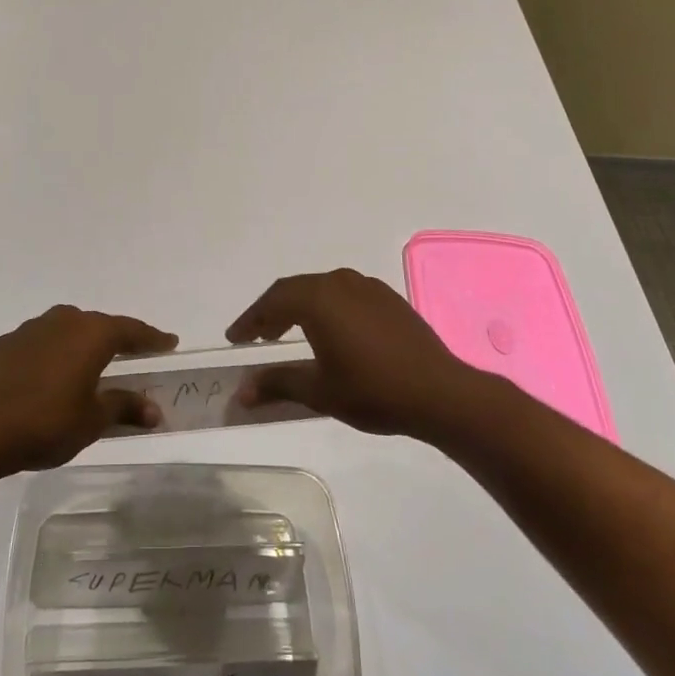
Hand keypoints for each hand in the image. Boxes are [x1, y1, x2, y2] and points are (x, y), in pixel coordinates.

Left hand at [0, 305, 177, 473]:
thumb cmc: (46, 424)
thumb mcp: (93, 420)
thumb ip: (124, 407)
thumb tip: (155, 410)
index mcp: (91, 335)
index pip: (131, 330)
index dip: (152, 337)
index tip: (170, 342)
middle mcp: (63, 321)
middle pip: (99, 324)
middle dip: (117, 338)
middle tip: (133, 353)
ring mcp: (31, 329)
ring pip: (68, 328)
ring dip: (83, 342)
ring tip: (91, 362)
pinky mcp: (7, 343)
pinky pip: (42, 340)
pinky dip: (55, 351)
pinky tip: (52, 373)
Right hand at [228, 268, 474, 437]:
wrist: (440, 393)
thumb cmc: (373, 391)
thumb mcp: (319, 391)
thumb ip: (277, 384)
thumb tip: (242, 392)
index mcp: (318, 299)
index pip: (272, 302)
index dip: (249, 320)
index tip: (234, 338)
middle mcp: (339, 282)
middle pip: (294, 290)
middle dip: (271, 312)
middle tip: (256, 336)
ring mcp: (367, 287)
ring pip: (320, 289)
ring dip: (298, 307)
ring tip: (287, 333)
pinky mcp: (387, 298)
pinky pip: (344, 294)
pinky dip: (325, 307)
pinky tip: (329, 331)